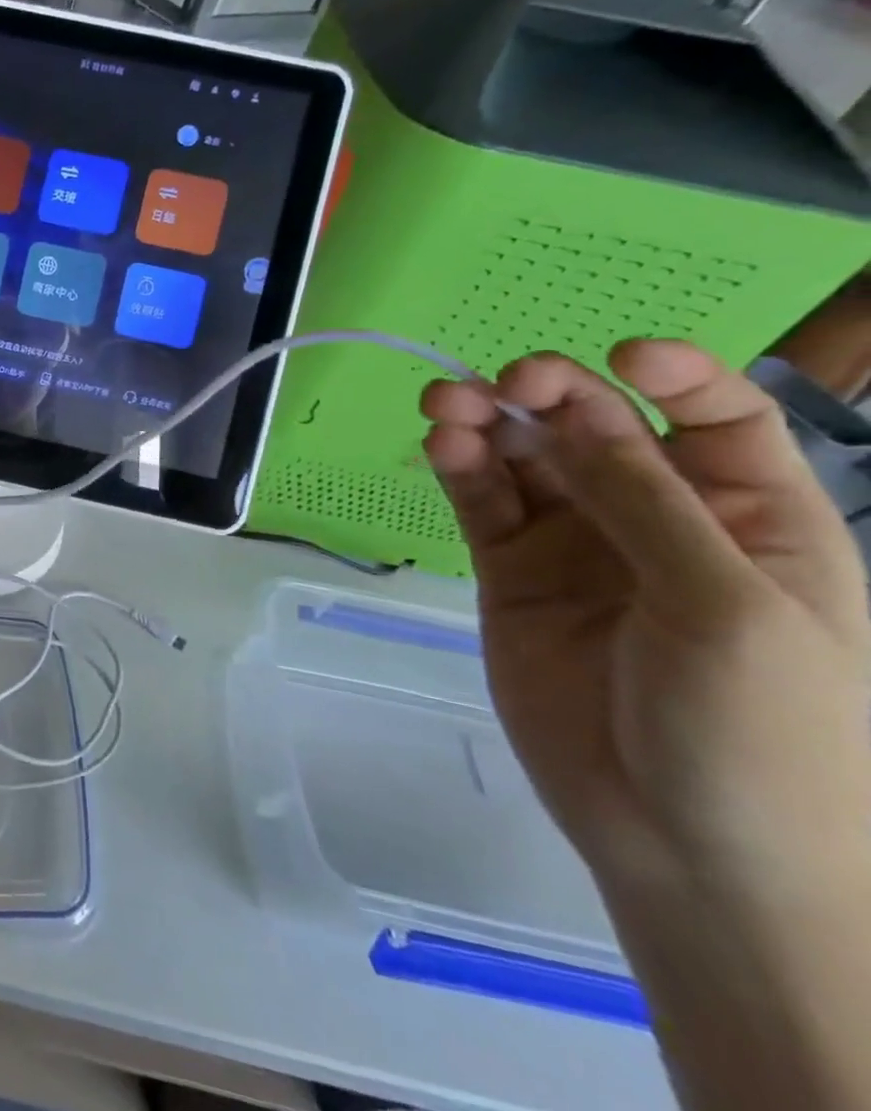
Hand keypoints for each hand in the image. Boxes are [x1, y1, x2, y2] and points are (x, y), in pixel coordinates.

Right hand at [421, 342, 870, 906]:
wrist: (684, 844)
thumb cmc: (759, 730)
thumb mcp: (724, 606)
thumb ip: (644, 501)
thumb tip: (574, 409)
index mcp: (752, 519)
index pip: (716, 418)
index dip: (672, 376)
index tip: (618, 357)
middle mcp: (657, 519)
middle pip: (598, 430)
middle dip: (552, 396)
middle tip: (503, 386)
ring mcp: (576, 546)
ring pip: (525, 461)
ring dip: (488, 425)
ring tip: (446, 408)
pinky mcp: (511, 572)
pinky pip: (483, 505)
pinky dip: (461, 471)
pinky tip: (442, 449)